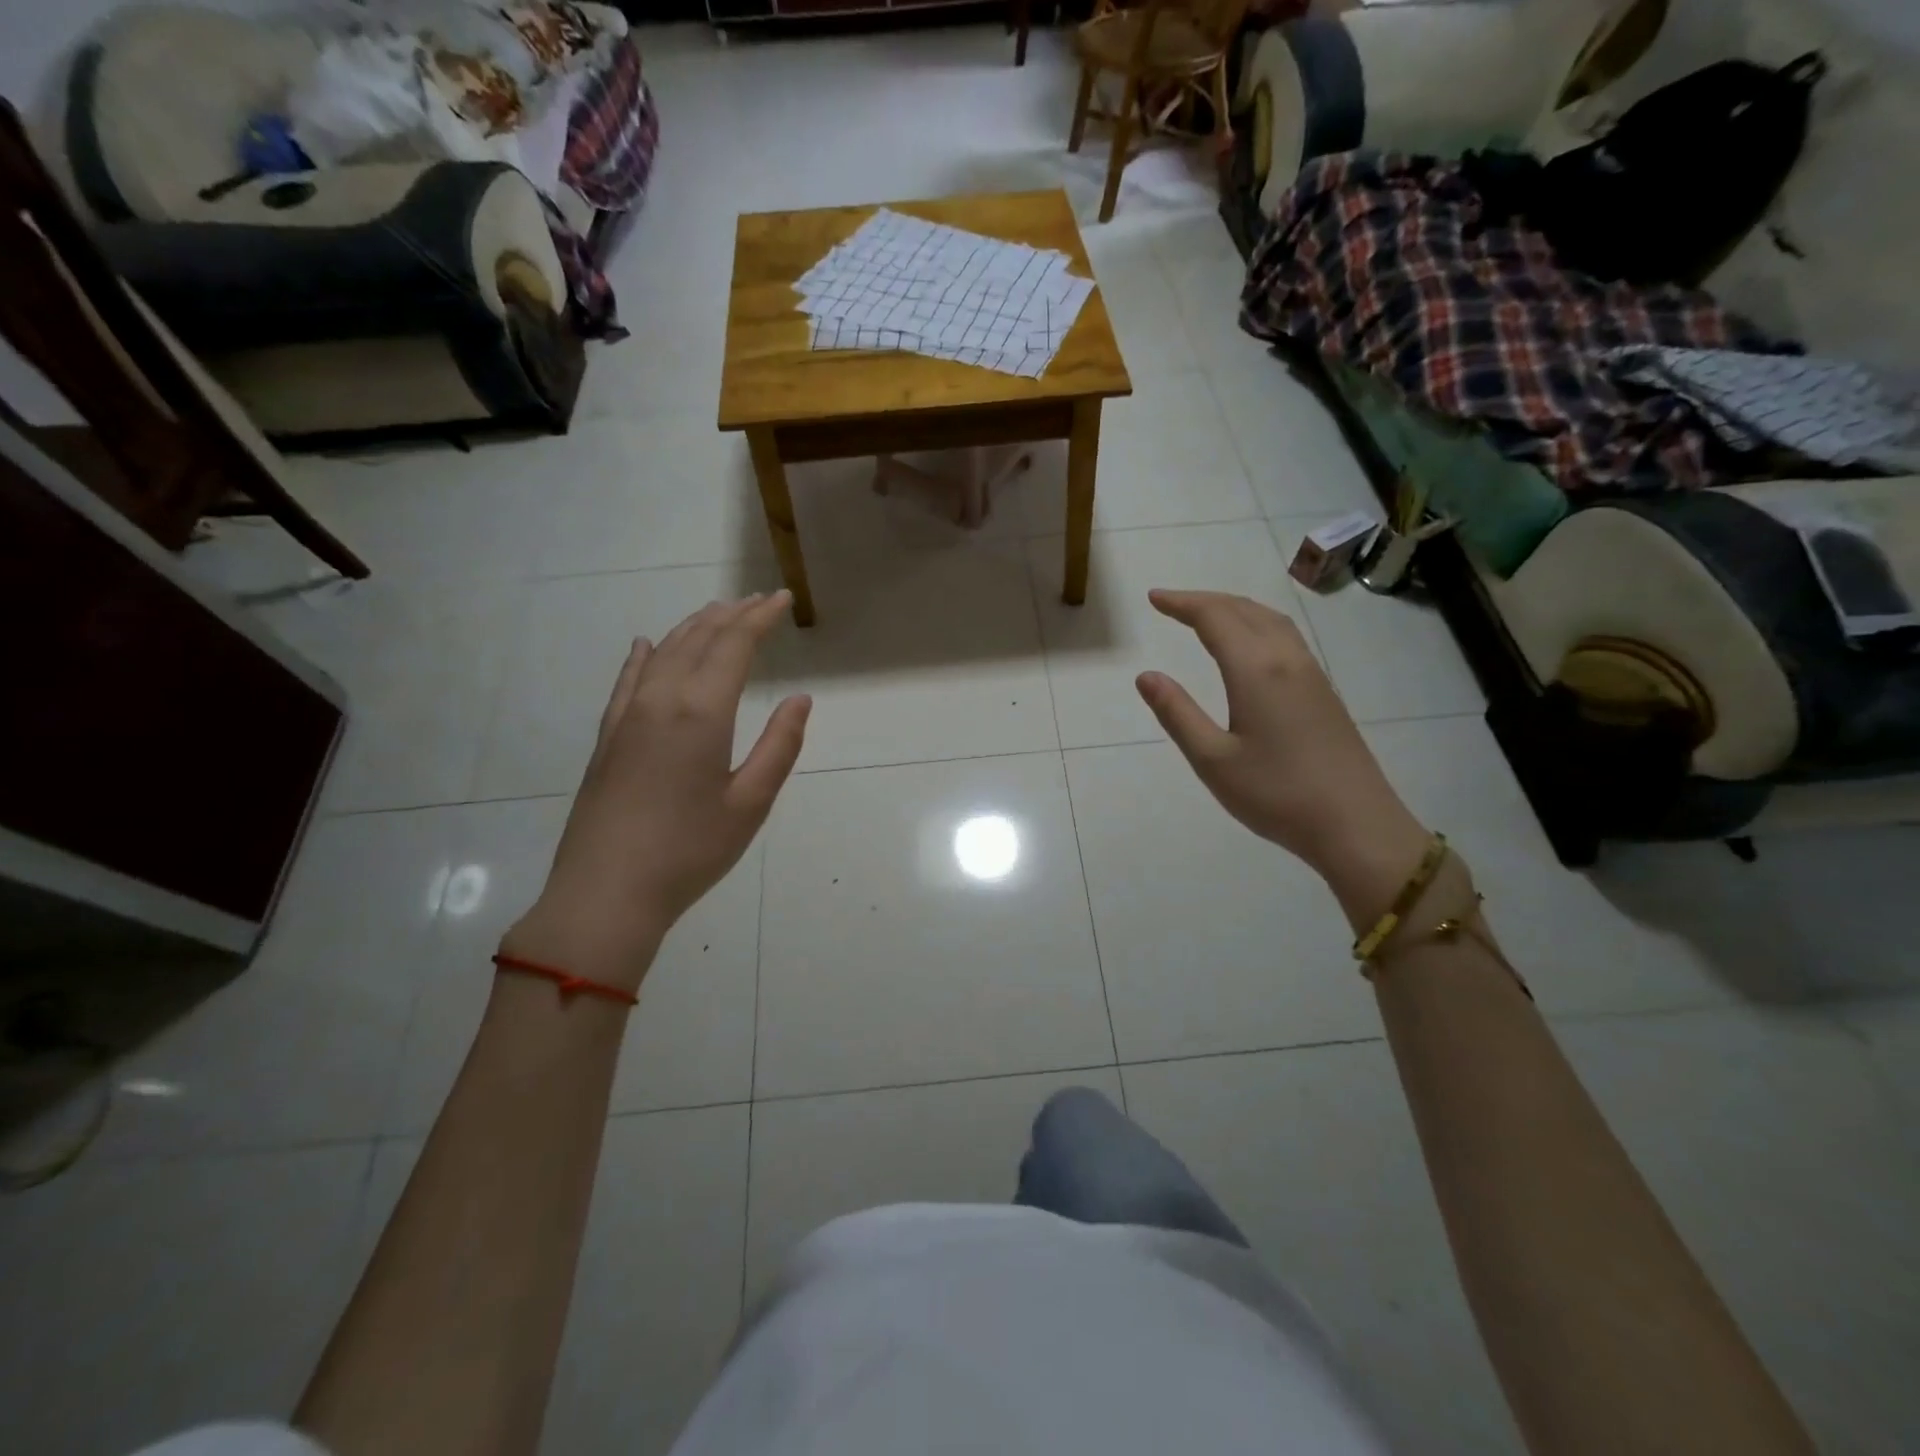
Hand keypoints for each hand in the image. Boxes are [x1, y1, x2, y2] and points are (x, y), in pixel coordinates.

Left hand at [502, 592, 809, 992]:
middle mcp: (661, 700)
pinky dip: (643, 656)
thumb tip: (800, 698)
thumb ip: (780, 745)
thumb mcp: (751, 803)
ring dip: (693, 628)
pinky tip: (646, 645)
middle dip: (730, 616)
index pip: (734, 645)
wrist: (606, 892)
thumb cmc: (690, 851)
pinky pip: (627, 680)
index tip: (781, 599)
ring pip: (663, 653)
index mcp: (701, 712)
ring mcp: (627, 716)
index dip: (760, 618)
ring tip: (716, 613)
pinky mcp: (607, 737)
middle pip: (698, 640)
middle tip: (756, 601)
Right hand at [1135, 590, 1427, 892]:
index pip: (1214, 618)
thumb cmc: (1276, 794)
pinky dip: (1257, 624)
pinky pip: (1286, 637)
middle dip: (1205, 601)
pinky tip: (1250, 645)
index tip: (1153, 598)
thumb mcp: (1213, 759)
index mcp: (1256, 670)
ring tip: (1207, 615)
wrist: (1356, 825)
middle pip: (1244, 610)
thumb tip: (1146, 676)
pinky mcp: (1324, 692)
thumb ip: (1177, 714)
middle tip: (1171, 604)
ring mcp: (1311, 674)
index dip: (1182, 604)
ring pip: (1270, 620)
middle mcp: (1286, 659)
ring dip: (1234, 609)